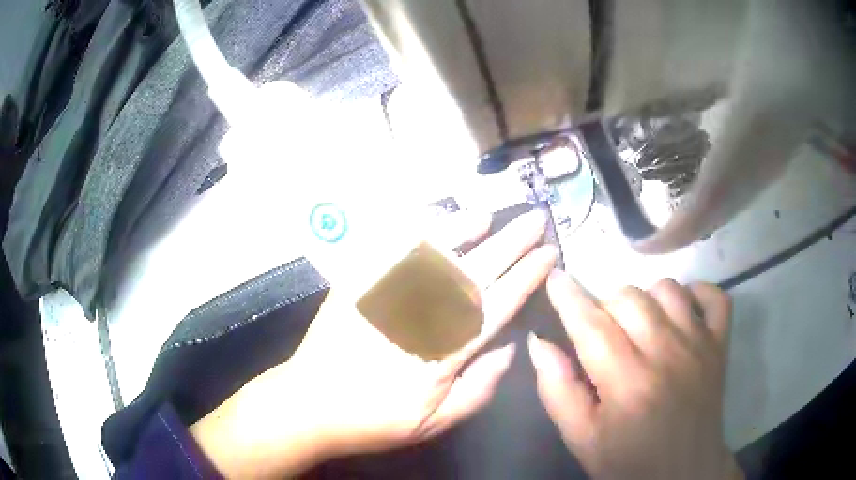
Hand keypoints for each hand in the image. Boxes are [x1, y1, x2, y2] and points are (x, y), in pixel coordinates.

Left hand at [191, 211, 557, 478]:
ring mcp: (385, 295)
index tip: (548, 254)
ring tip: (489, 216)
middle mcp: (418, 316)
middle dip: (511, 243)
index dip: (527, 276)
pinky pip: (390, 249)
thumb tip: (509, 347)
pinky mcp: (358, 285)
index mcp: (443, 352)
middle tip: (536, 220)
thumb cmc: (374, 418)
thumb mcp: (434, 422)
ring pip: (433, 252)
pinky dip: (415, 230)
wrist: (310, 403)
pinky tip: (432, 220)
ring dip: (465, 230)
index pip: (496, 305)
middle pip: (474, 271)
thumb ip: (479, 387)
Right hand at [528, 272, 742, 479]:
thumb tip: (539, 342)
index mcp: (628, 383)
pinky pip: (715, 297)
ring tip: (635, 324)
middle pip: (629, 298)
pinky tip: (681, 309)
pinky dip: (697, 292)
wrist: (683, 473)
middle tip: (599, 330)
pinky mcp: (720, 345)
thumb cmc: (627, 461)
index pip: (592, 325)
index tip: (554, 277)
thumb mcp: (581, 438)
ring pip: (667, 289)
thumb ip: (557, 390)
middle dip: (604, 304)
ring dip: (643, 298)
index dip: (569, 297)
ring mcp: (699, 345)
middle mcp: (667, 354)